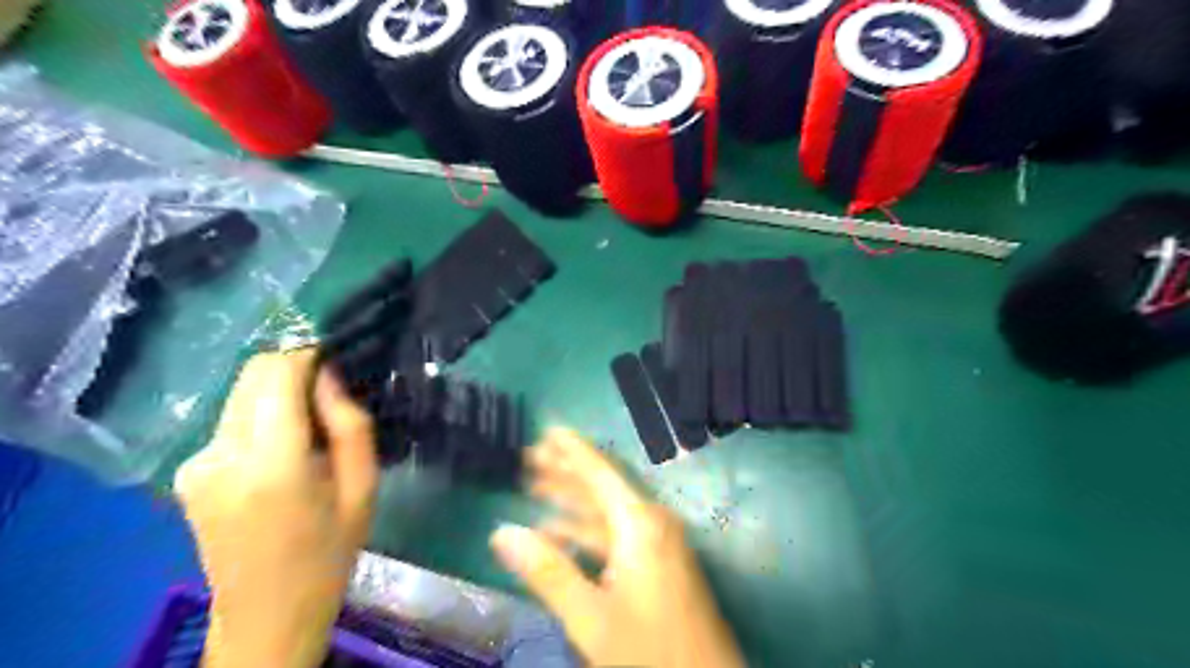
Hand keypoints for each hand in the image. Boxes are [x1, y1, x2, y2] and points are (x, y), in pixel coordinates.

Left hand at [175, 350, 381, 666]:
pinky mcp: (187, 472)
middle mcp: (220, 453)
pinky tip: (283, 453)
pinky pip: (231, 421)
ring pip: (241, 394)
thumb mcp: (363, 486)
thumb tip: (331, 375)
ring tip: (311, 431)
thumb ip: (350, 424)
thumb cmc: (329, 552)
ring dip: (278, 395)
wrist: (267, 614)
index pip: (277, 372)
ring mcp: (195, 463)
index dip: (309, 355)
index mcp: (271, 462)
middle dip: (294, 371)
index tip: (340, 362)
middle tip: (331, 398)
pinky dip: (261, 418)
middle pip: (252, 375)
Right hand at [487, 431, 739, 664]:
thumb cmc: (649, 651)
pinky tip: (560, 534)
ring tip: (536, 488)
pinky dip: (587, 530)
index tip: (547, 431)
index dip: (572, 451)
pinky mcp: (659, 563)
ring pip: (608, 511)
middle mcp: (652, 522)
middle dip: (565, 473)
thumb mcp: (591, 617)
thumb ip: (548, 572)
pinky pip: (617, 533)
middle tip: (529, 457)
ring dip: (573, 501)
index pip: (600, 474)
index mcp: (639, 524)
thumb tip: (503, 531)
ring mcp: (659, 543)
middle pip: (602, 487)